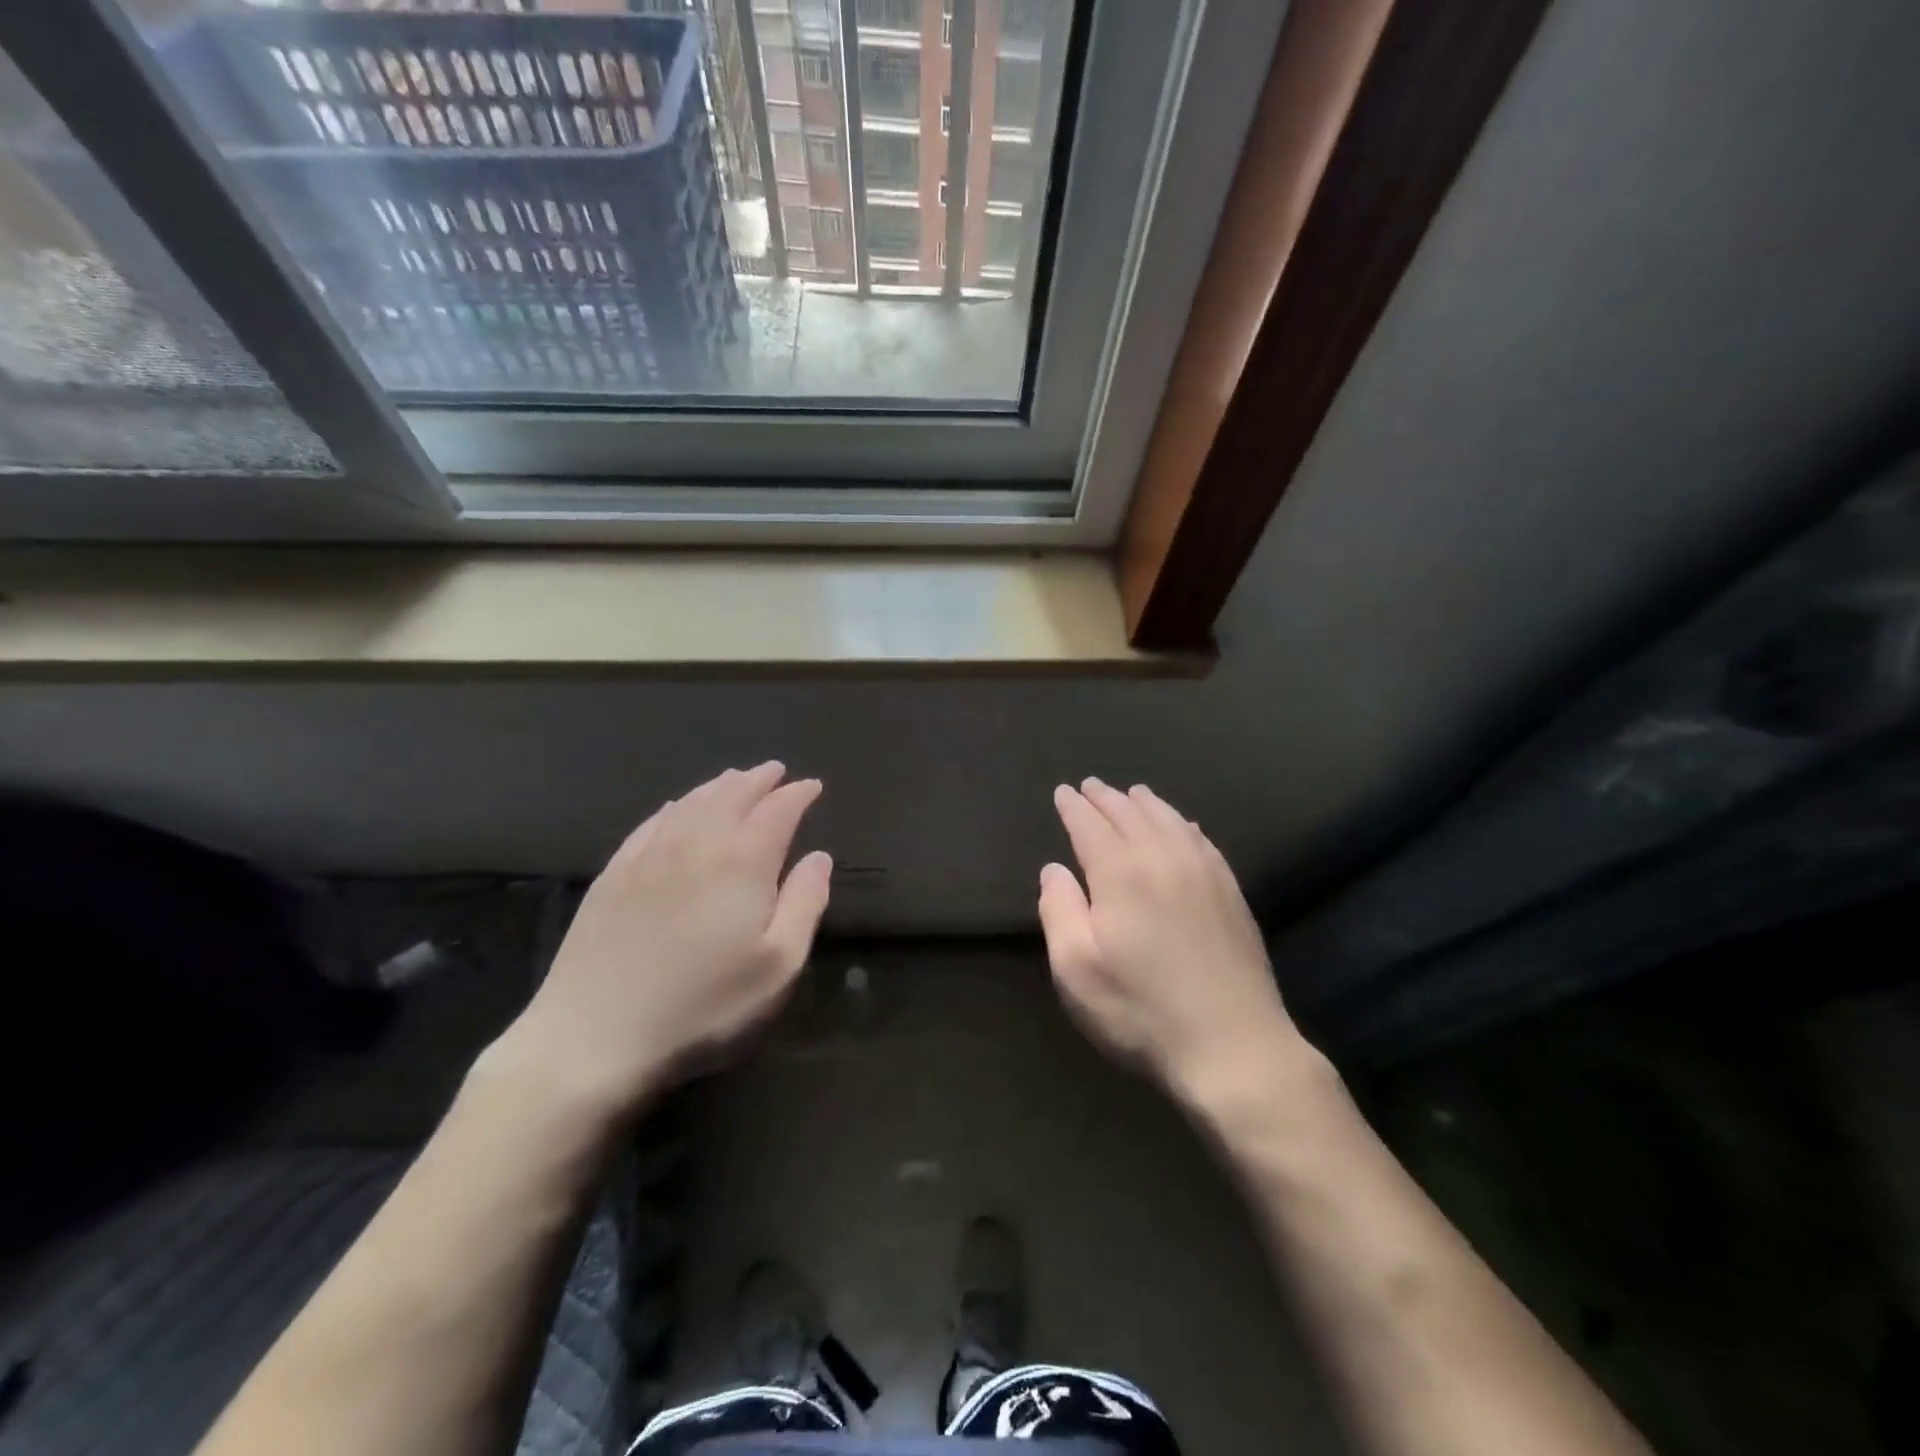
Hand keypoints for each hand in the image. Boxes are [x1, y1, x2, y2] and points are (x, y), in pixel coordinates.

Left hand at [500, 763, 831, 1112]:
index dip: (797, 794)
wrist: (593, 1036)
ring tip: (735, 778)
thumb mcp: (778, 967)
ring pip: (691, 803)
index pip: (777, 811)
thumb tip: (819, 857)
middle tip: (775, 771)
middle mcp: (697, 844)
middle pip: (732, 795)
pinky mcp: (613, 875)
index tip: (812, 786)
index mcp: (743, 863)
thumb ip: (805, 904)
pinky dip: (675, 806)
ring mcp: (649, 856)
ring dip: (719, 786)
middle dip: (758, 780)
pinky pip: (652, 823)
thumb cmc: (703, 1007)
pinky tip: (677, 807)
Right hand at [1038, 778, 1302, 1106]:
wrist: (1233, 1045)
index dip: (1074, 807)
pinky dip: (1185, 825)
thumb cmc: (1141, 1010)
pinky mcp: (1231, 893)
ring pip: (1170, 821)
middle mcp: (1163, 859)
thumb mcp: (1076, 969)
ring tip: (1133, 792)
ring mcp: (1204, 874)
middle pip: (1130, 815)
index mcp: (1121, 874)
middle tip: (1090, 786)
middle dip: (1106, 798)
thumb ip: (1059, 910)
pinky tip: (1184, 824)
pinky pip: (1203, 842)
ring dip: (1146, 803)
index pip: (1091, 825)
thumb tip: (1054, 869)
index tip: (1063, 792)